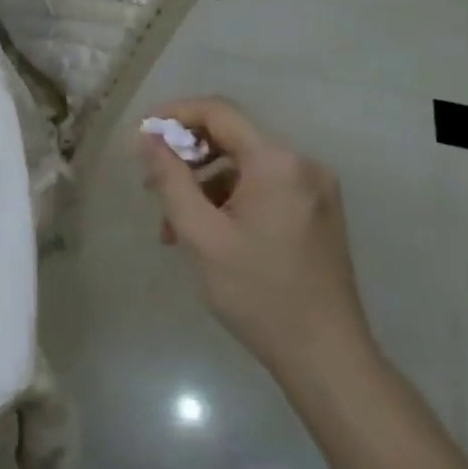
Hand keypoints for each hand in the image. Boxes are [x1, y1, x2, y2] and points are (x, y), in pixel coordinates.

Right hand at [139, 96, 372, 382]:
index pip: (219, 112)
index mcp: (277, 163)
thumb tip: (149, 138)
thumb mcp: (200, 234)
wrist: (325, 356)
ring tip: (172, 226)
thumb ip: (170, 178)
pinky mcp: (316, 211)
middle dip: (186, 156)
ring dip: (203, 186)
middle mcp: (302, 165)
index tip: (142, 135)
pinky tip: (206, 235)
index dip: (175, 114)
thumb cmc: (257, 293)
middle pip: (232, 138)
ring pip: (243, 167)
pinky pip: (262, 187)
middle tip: (151, 184)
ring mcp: (314, 189)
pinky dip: (229, 201)